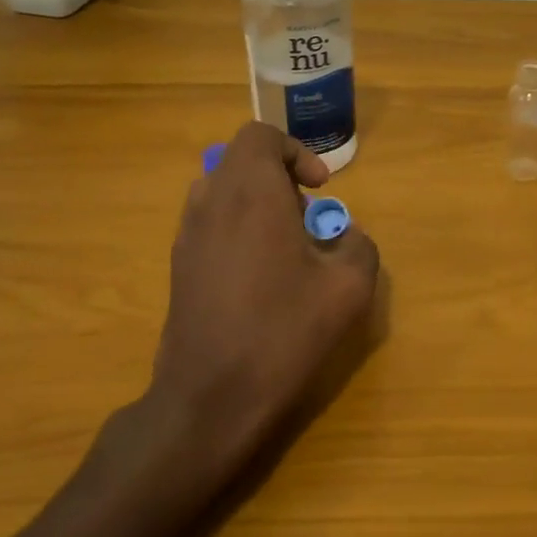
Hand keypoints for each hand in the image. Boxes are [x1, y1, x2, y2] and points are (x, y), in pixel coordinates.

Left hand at [142, 121, 379, 471]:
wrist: (209, 399)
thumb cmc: (282, 334)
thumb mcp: (348, 290)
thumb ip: (359, 247)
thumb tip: (349, 237)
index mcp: (251, 195)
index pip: (259, 136)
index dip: (295, 152)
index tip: (320, 188)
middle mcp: (211, 203)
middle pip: (240, 161)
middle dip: (279, 178)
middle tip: (307, 218)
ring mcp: (187, 236)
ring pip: (221, 191)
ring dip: (256, 202)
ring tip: (285, 245)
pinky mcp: (178, 267)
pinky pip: (209, 223)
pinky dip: (237, 228)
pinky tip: (260, 276)